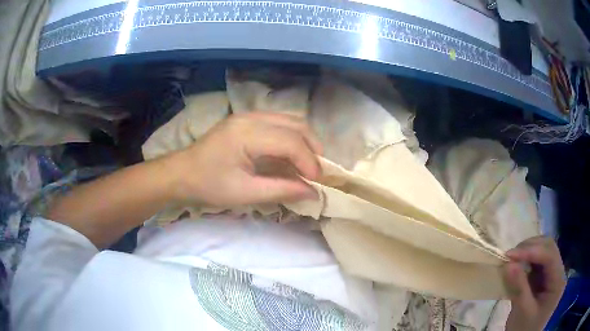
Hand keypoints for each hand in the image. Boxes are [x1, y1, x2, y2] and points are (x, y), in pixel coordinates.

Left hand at [169, 112, 322, 205]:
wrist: (181, 174)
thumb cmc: (209, 185)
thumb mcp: (245, 193)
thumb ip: (281, 190)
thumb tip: (313, 193)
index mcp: (247, 134)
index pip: (290, 141)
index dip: (309, 162)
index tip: (317, 183)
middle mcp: (251, 117)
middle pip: (295, 124)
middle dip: (312, 148)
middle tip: (317, 172)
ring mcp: (248, 115)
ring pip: (289, 121)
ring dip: (304, 141)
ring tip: (308, 164)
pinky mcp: (246, 120)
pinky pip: (278, 123)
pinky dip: (291, 138)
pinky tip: (290, 155)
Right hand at [503, 236, 565, 330]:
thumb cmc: (524, 330)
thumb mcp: (522, 312)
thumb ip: (519, 287)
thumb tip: (508, 264)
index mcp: (558, 281)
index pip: (550, 256)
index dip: (532, 251)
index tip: (510, 255)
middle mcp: (559, 272)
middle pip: (549, 248)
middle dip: (530, 248)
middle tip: (510, 255)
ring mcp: (553, 273)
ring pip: (544, 251)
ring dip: (528, 252)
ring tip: (512, 259)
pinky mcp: (545, 277)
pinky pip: (537, 261)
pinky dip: (527, 260)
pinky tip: (517, 266)